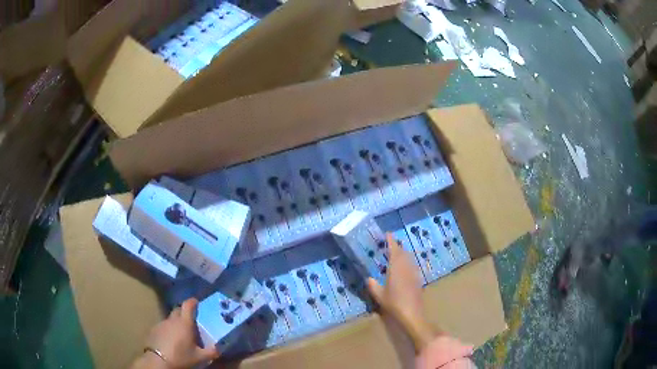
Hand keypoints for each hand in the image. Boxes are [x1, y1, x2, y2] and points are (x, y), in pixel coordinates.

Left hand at [132, 298, 218, 368]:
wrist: (158, 360)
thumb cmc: (181, 356)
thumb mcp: (199, 357)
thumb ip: (211, 352)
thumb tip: (218, 348)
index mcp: (184, 323)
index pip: (188, 305)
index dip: (192, 302)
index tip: (196, 302)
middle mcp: (172, 320)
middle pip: (178, 310)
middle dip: (184, 312)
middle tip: (191, 320)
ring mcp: (161, 324)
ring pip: (170, 319)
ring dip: (176, 323)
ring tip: (181, 333)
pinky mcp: (153, 330)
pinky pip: (163, 326)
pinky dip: (168, 330)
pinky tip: (171, 339)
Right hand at [367, 233, 435, 350]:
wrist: (412, 314)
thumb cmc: (394, 303)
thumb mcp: (379, 295)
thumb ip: (373, 285)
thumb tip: (369, 278)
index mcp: (396, 268)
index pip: (394, 250)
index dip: (391, 241)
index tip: (387, 234)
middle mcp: (406, 267)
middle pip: (403, 253)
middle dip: (397, 247)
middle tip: (389, 245)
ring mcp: (414, 273)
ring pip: (409, 259)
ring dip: (403, 255)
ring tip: (396, 255)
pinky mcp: (418, 280)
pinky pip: (412, 266)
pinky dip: (407, 263)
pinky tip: (403, 269)